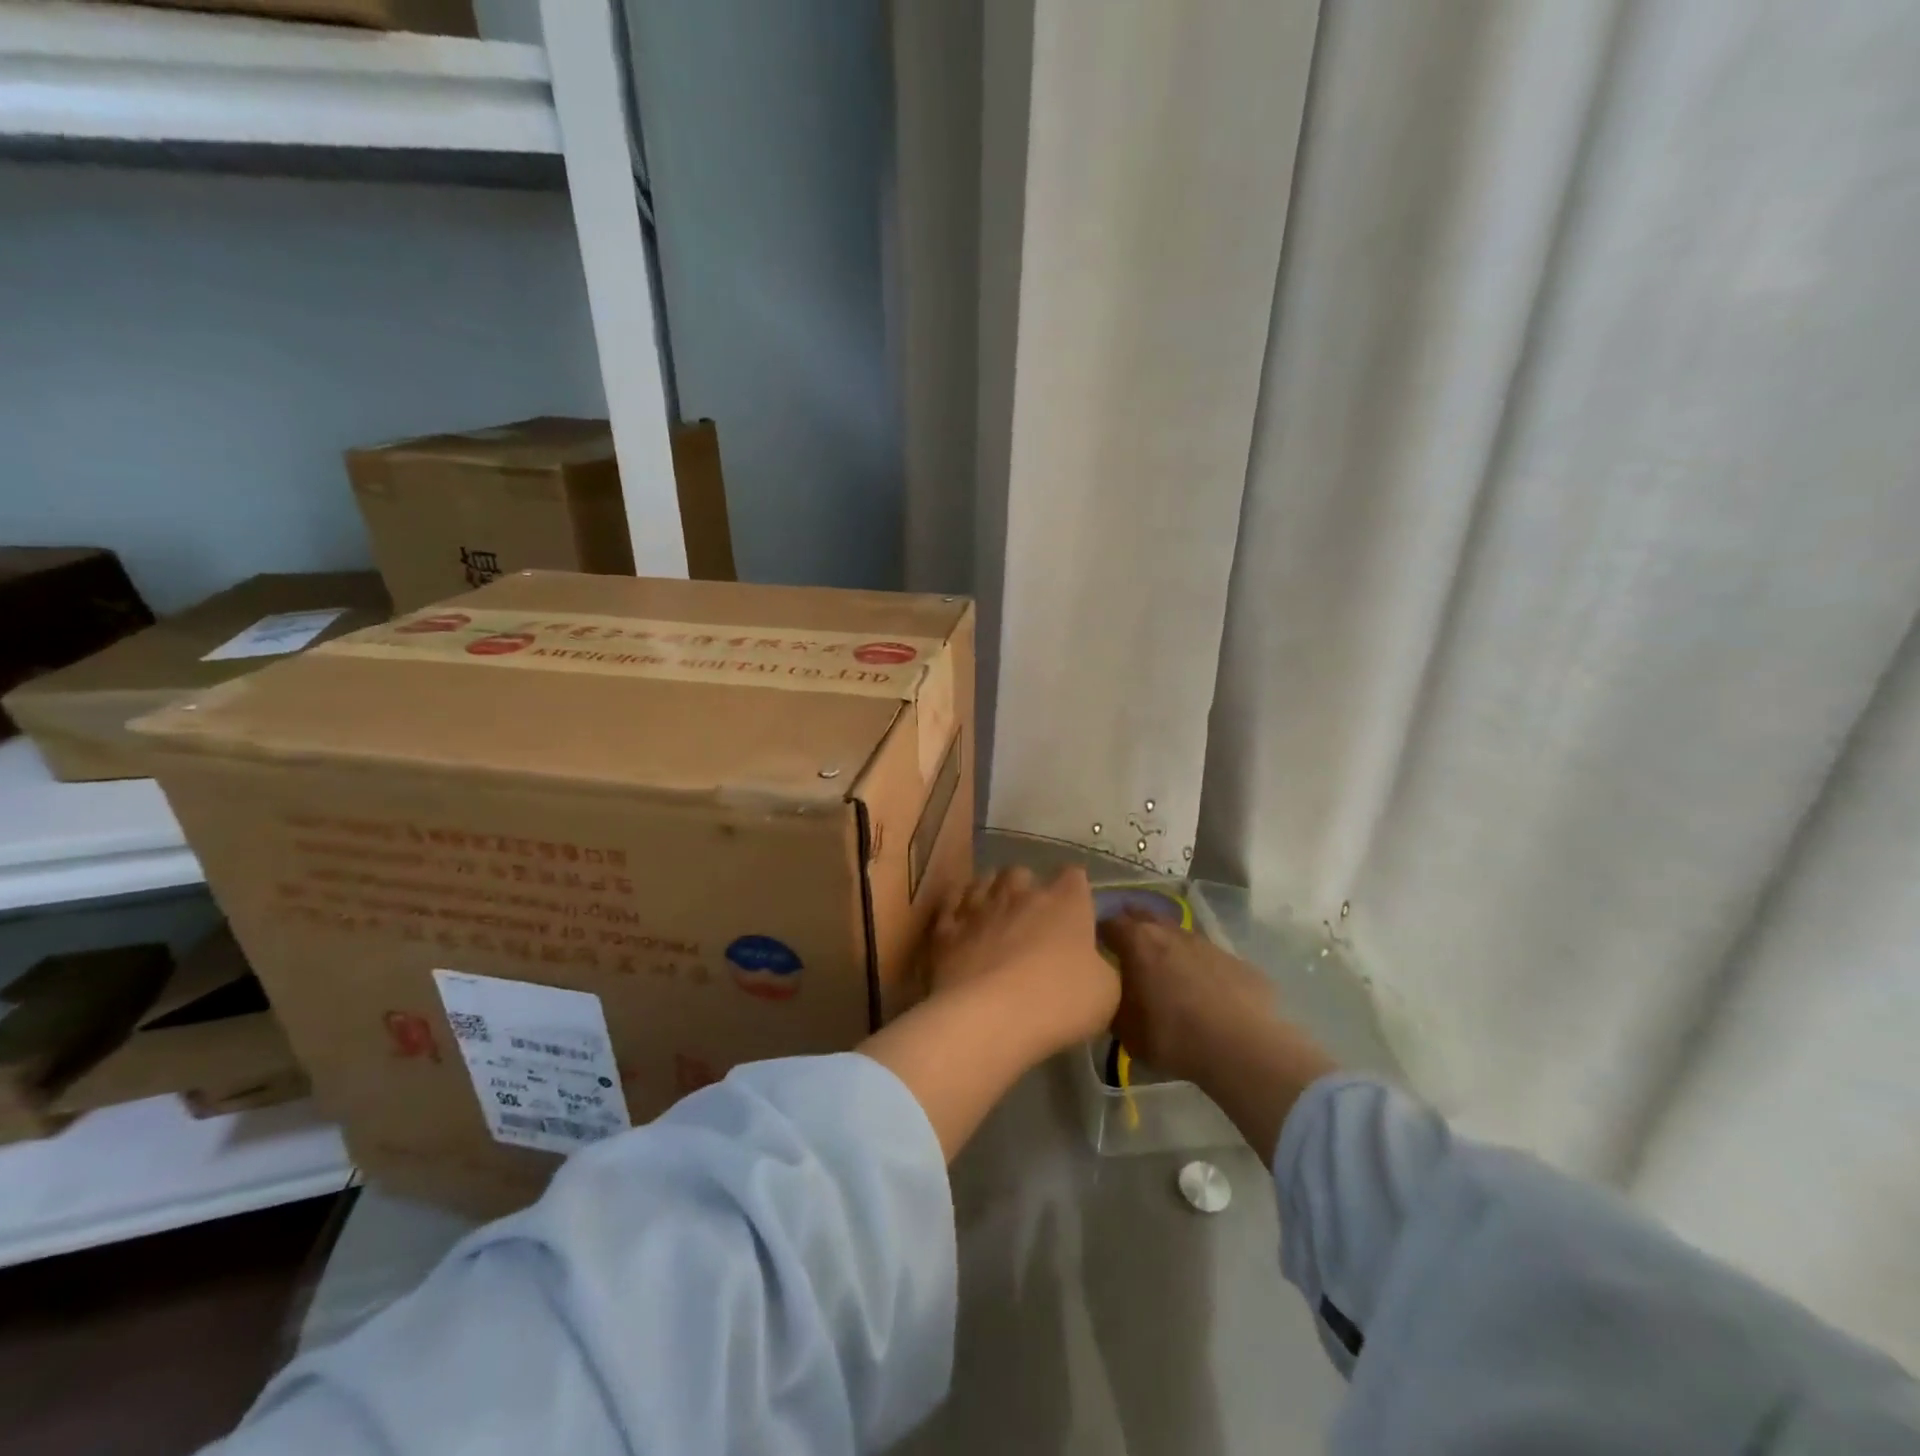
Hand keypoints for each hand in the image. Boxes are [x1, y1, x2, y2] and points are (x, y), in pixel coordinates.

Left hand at [928, 866, 1119, 1060]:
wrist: (988, 1017)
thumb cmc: (1058, 1002)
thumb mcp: (1107, 993)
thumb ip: (1101, 967)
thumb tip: (1093, 962)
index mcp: (1065, 902)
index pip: (1074, 876)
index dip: (1076, 891)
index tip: (1078, 911)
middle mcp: (1020, 892)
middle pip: (1023, 872)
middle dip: (1027, 888)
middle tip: (1031, 916)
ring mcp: (979, 906)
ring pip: (983, 881)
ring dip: (990, 893)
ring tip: (994, 914)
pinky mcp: (946, 928)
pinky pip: (951, 906)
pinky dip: (957, 912)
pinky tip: (960, 925)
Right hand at [1099, 908, 1280, 1082]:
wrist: (1242, 1048)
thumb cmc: (1173, 1036)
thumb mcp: (1126, 1031)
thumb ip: (1113, 1005)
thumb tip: (1110, 997)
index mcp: (1138, 942)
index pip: (1108, 923)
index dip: (1097, 933)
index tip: (1093, 948)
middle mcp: (1169, 932)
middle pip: (1142, 915)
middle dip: (1130, 926)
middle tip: (1124, 949)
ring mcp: (1205, 942)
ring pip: (1176, 933)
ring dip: (1166, 944)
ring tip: (1162, 969)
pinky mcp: (1234, 960)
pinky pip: (1205, 956)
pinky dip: (1196, 965)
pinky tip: (1200, 989)